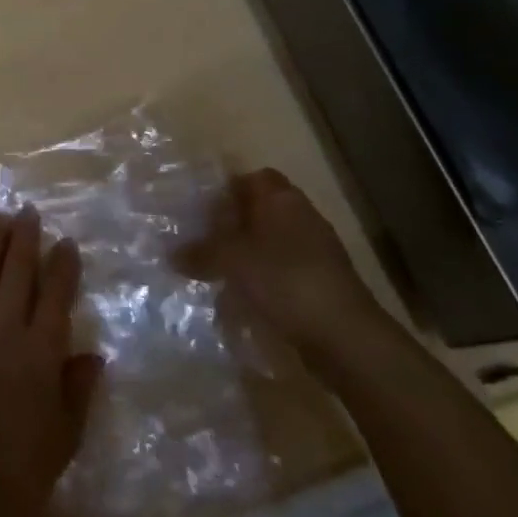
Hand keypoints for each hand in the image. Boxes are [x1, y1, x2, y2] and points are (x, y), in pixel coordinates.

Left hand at [0, 209, 102, 516]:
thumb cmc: (20, 471)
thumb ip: (79, 391)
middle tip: (27, 211)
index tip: (66, 242)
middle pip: (18, 271)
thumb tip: (94, 354)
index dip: (63, 265)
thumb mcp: (65, 437)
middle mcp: (6, 328)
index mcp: (42, 351)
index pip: (56, 295)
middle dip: (25, 238)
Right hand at [181, 169, 387, 373]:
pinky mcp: (322, 285)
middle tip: (203, 240)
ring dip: (247, 255)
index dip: (228, 189)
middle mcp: (302, 217)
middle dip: (234, 225)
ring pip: (272, 243)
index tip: (203, 208)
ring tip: (217, 273)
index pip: (254, 178)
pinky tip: (244, 300)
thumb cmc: (285, 281)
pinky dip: (264, 281)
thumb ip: (201, 252)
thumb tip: (172, 253)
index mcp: (282, 199)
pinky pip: (284, 273)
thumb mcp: (232, 261)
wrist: (346, 338)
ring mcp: (317, 252)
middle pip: (262, 211)